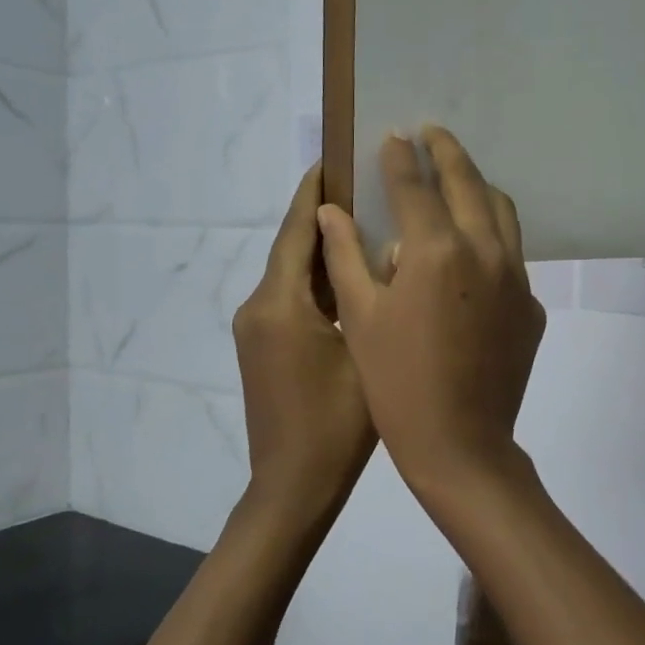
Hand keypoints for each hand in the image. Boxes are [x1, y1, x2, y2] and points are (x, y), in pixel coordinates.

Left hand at [233, 165, 376, 522]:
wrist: (293, 486)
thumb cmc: (337, 425)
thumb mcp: (367, 354)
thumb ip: (373, 297)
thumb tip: (389, 250)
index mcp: (280, 304)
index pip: (295, 231)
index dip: (313, 194)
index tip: (332, 158)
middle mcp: (258, 308)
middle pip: (290, 249)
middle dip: (319, 216)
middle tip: (360, 186)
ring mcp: (255, 330)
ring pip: (290, 275)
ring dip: (319, 250)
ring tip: (362, 224)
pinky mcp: (261, 349)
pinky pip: (288, 300)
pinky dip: (314, 282)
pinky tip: (349, 278)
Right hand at [317, 128, 545, 502]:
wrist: (459, 443)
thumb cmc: (395, 383)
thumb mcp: (359, 316)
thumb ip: (346, 255)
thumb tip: (332, 209)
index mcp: (436, 250)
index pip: (415, 185)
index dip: (399, 157)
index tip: (393, 135)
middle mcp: (485, 251)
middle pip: (468, 182)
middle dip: (447, 151)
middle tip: (432, 132)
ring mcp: (516, 278)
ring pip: (502, 212)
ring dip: (479, 185)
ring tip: (459, 174)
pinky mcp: (531, 305)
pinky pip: (513, 255)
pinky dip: (492, 235)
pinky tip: (474, 246)